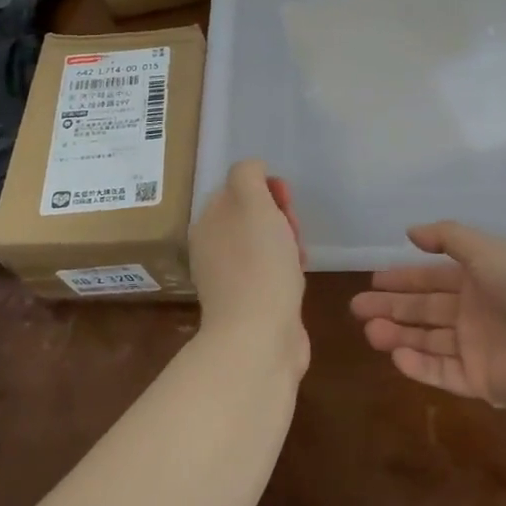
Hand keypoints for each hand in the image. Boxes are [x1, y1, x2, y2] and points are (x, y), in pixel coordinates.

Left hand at [189, 159, 307, 368]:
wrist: (260, 337)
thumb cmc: (259, 263)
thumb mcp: (252, 202)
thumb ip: (248, 175)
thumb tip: (253, 169)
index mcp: (207, 222)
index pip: (238, 188)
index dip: (266, 189)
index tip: (285, 201)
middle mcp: (213, 247)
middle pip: (252, 217)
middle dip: (280, 217)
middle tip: (293, 231)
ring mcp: (230, 278)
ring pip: (265, 245)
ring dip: (287, 244)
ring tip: (298, 257)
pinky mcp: (251, 304)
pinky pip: (272, 273)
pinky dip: (287, 270)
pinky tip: (297, 279)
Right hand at [352, 221, 505, 408]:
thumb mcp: (486, 249)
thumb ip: (446, 237)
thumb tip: (410, 232)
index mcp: (480, 279)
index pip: (434, 278)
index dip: (404, 279)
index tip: (373, 281)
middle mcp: (476, 312)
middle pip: (426, 310)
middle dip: (392, 308)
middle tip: (357, 308)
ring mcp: (479, 349)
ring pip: (430, 342)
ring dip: (399, 335)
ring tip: (369, 332)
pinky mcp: (483, 382)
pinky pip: (444, 373)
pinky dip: (419, 366)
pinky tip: (396, 355)